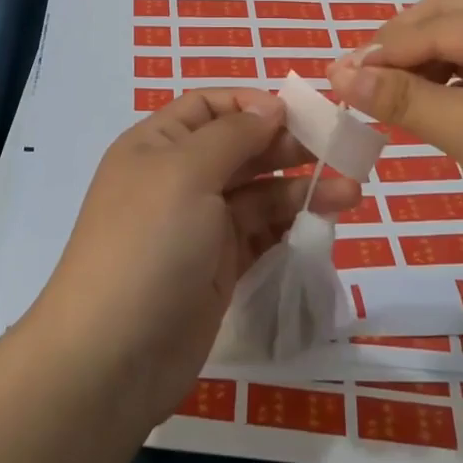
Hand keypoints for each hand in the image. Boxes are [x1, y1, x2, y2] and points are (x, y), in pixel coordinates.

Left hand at [31, 88, 359, 424]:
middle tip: (338, 152)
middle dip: (286, 145)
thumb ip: (233, 135)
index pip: (208, 107)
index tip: (296, 114)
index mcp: (157, 145)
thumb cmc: (149, 244)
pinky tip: (323, 223)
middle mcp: (177, 179)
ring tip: (350, 193)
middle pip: (239, 148)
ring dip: (300, 188)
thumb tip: (270, 107)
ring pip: (257, 193)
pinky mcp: (218, 268)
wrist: (112, 358)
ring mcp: (198, 226)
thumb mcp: (186, 173)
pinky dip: (289, 225)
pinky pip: (260, 234)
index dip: (251, 105)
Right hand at [327, 0, 462, 301]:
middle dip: (400, 48)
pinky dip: (453, 88)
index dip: (382, 49)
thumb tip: (340, 75)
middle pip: (455, 22)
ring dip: (424, 68)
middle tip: (355, 79)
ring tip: (384, 96)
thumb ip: (403, 99)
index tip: (333, 75)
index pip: (439, 25)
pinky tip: (430, 109)